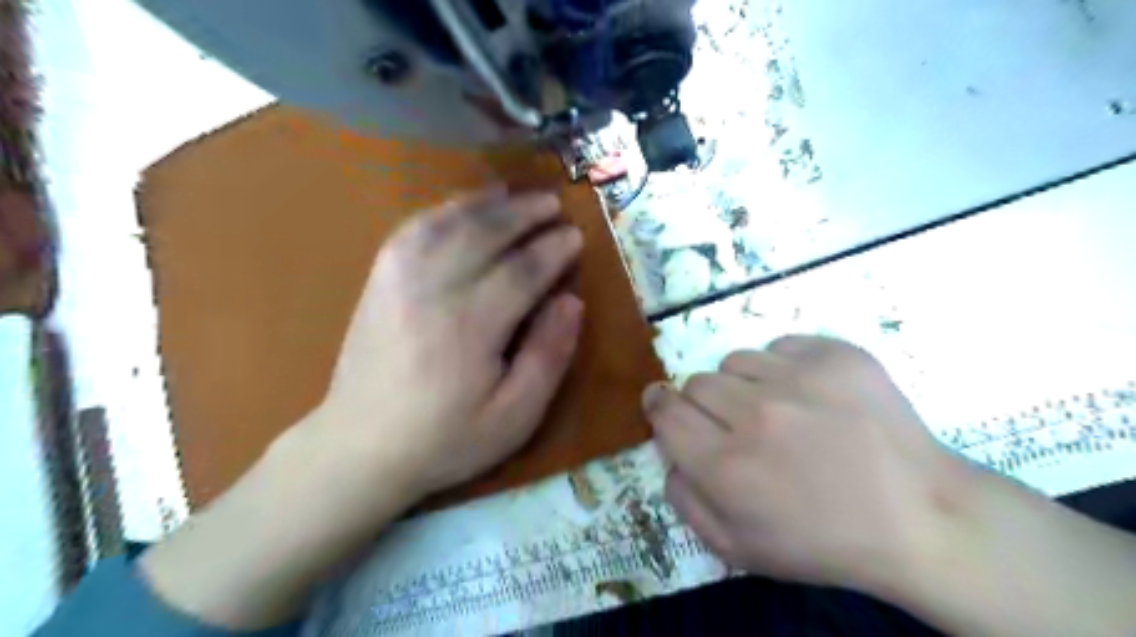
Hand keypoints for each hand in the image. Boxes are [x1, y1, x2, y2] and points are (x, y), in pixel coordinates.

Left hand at [308, 190, 585, 503]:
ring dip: (486, 203)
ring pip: (448, 223)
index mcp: (470, 328)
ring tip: (515, 193)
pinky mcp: (379, 281)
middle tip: (554, 203)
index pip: (521, 271)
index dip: (552, 249)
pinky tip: (463, 207)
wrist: (360, 447)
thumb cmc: (446, 439)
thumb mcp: (515, 417)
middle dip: (524, 213)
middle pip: (484, 234)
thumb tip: (571, 301)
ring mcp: (398, 280)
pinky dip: (443, 210)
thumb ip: (548, 356)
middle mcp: (432, 291)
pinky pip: (412, 229)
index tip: (575, 235)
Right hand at [644, 336, 960, 593]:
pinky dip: (784, 367)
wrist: (922, 519)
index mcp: (726, 465)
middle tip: (737, 426)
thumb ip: (684, 499)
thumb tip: (669, 453)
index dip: (659, 405)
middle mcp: (755, 413)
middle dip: (704, 404)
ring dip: (744, 384)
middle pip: (696, 382)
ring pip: (736, 360)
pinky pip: (781, 345)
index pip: (665, 411)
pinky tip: (811, 396)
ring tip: (778, 410)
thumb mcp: (737, 548)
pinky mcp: (836, 355)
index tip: (664, 406)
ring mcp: (799, 378)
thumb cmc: (824, 542)